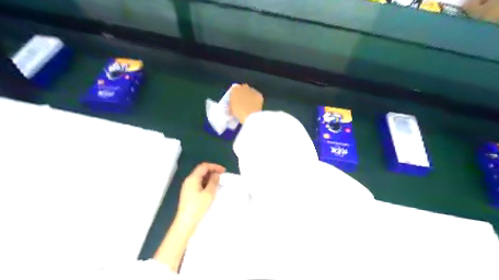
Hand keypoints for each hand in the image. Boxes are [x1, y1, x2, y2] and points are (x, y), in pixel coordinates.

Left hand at [174, 162, 223, 227]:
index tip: (223, 171)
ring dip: (209, 177)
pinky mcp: (188, 193)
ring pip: (200, 177)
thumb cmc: (198, 207)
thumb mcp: (209, 194)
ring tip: (218, 182)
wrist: (185, 222)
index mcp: (192, 178)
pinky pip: (198, 183)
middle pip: (201, 171)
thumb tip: (216, 174)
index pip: (204, 166)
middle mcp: (188, 180)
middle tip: (222, 176)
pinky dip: (206, 183)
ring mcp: (187, 187)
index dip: (214, 166)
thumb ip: (213, 182)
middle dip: (212, 171)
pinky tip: (211, 188)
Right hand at [228, 84, 261, 121]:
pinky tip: (255, 106)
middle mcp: (244, 87)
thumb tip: (232, 105)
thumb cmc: (238, 112)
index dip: (235, 95)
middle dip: (243, 94)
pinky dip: (256, 100)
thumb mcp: (231, 109)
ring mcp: (252, 90)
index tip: (235, 101)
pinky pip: (257, 97)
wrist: (250, 115)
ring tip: (249, 105)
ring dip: (250, 96)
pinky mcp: (259, 95)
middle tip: (242, 102)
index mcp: (235, 89)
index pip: (234, 90)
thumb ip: (231, 105)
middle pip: (243, 89)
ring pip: (251, 92)